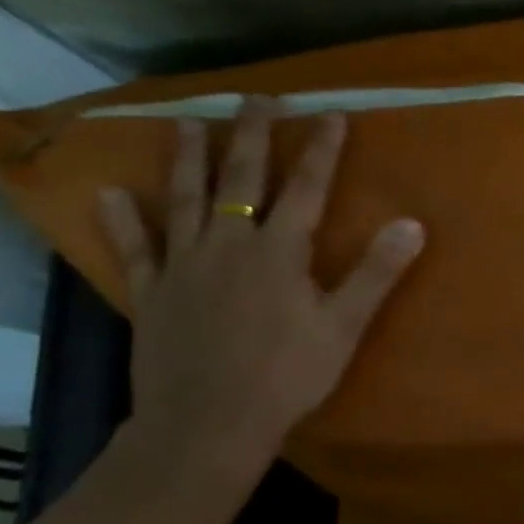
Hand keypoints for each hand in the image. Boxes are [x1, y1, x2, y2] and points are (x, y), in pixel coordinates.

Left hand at [96, 98, 424, 473]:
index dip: (322, 151)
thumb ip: (377, 272)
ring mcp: (184, 267)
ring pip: (185, 201)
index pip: (307, 189)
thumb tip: (413, 223)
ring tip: (186, 124)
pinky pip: (135, 249)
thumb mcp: (345, 326)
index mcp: (279, 252)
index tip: (332, 115)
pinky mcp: (152, 293)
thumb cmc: (288, 375)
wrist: (208, 424)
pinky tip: (111, 195)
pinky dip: (123, 221)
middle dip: (253, 137)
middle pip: (241, 180)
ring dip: (188, 160)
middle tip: (257, 99)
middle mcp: (229, 246)